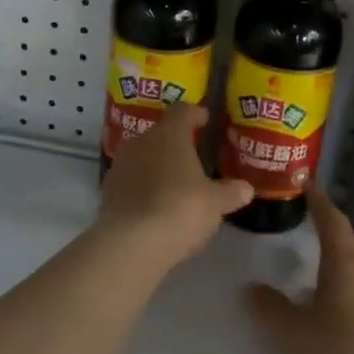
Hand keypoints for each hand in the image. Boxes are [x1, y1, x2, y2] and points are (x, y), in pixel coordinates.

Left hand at [97, 105, 252, 270]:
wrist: (131, 242)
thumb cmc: (180, 209)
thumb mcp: (215, 203)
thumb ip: (231, 192)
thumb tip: (246, 188)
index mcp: (169, 135)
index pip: (182, 111)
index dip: (195, 114)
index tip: (204, 120)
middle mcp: (141, 141)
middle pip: (161, 134)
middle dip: (176, 144)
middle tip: (193, 160)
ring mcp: (120, 165)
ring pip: (143, 157)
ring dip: (157, 167)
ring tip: (174, 186)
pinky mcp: (107, 190)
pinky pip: (130, 181)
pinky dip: (142, 188)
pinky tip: (154, 206)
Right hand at [247, 186, 353, 353]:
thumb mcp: (292, 334)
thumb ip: (270, 308)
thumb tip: (252, 289)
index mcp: (346, 265)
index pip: (333, 221)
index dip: (320, 202)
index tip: (309, 185)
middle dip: (339, 229)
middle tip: (317, 227)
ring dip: (351, 257)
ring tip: (327, 268)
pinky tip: (343, 305)